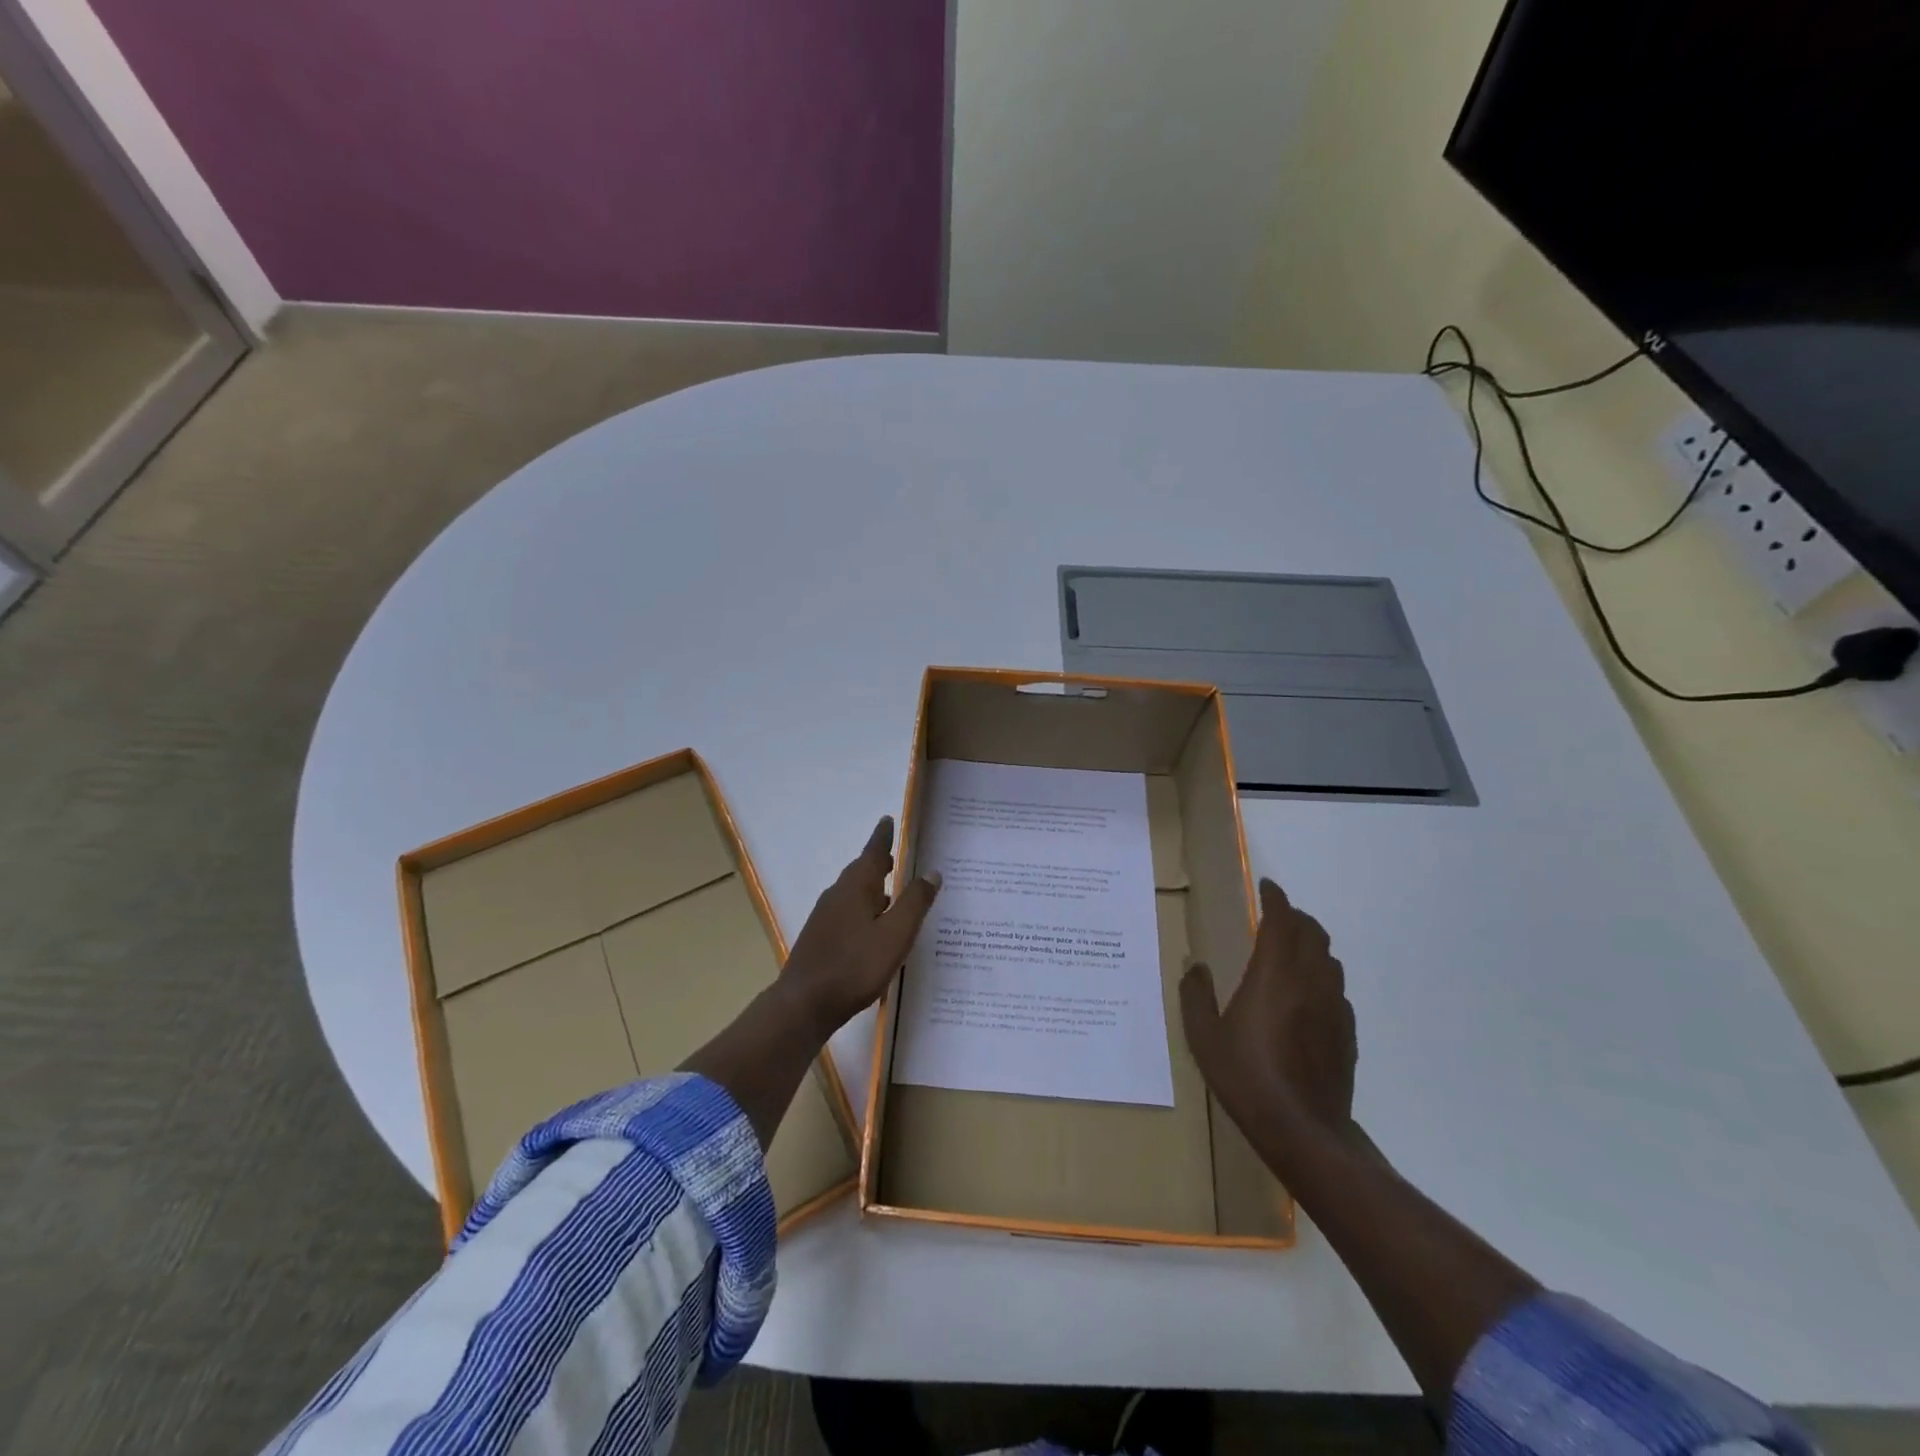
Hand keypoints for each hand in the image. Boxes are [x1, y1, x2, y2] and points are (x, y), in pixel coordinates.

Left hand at [782, 816, 940, 1033]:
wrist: (803, 1004)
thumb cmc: (855, 965)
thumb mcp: (895, 934)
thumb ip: (915, 902)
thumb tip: (932, 872)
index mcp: (856, 886)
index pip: (873, 852)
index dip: (883, 836)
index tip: (888, 819)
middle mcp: (838, 894)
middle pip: (862, 871)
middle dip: (880, 862)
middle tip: (898, 855)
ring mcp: (825, 917)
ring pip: (854, 893)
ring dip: (873, 887)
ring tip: (893, 891)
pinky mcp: (821, 938)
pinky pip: (848, 912)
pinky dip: (865, 909)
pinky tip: (874, 927)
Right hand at [1179, 878, 1356, 1167]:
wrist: (1303, 1130)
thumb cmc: (1246, 1077)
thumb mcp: (1204, 1037)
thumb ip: (1195, 996)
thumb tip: (1195, 967)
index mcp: (1275, 974)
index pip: (1281, 921)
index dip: (1276, 899)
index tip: (1267, 886)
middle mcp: (1309, 981)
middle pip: (1312, 933)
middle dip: (1296, 916)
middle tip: (1276, 915)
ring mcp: (1333, 1006)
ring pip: (1328, 959)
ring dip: (1311, 944)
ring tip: (1292, 948)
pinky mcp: (1346, 1032)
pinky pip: (1336, 989)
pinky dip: (1321, 976)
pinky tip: (1306, 994)